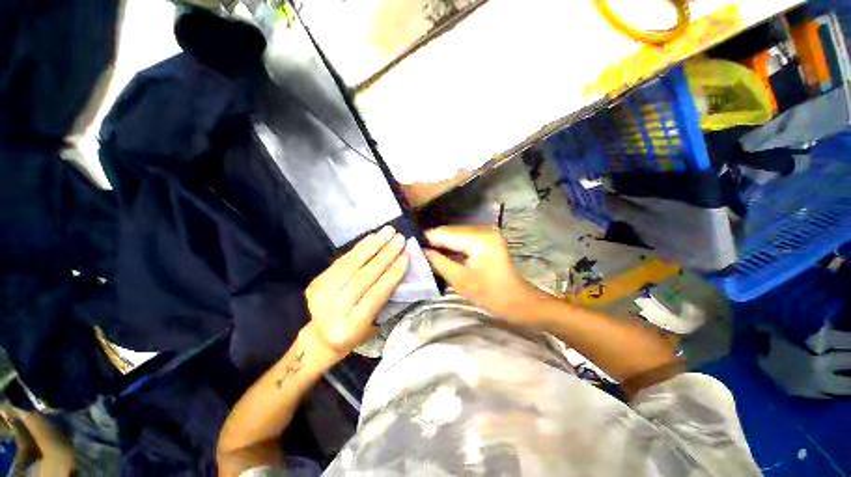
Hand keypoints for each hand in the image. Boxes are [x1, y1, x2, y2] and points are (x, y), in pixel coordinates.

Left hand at [305, 226, 408, 356]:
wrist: (322, 339)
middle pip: (362, 277)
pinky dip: (359, 247)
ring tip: (388, 232)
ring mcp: (320, 295)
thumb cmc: (357, 333)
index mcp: (350, 328)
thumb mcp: (375, 323)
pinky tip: (372, 237)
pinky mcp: (316, 282)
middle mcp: (332, 311)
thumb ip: (386, 297)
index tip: (406, 256)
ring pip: (350, 265)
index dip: (391, 275)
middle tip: (400, 239)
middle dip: (384, 256)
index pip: (375, 296)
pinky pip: (342, 260)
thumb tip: (399, 266)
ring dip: (373, 245)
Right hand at [424, 226, 543, 321]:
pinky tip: (440, 253)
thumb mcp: (460, 280)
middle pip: (450, 231)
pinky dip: (451, 246)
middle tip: (414, 250)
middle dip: (432, 241)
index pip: (445, 233)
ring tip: (424, 252)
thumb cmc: (491, 295)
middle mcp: (483, 229)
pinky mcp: (487, 239)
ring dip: (441, 243)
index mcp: (479, 239)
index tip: (409, 244)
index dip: (426, 238)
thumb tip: (421, 250)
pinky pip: (463, 239)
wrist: (518, 301)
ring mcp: (486, 233)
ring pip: (455, 234)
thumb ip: (438, 262)